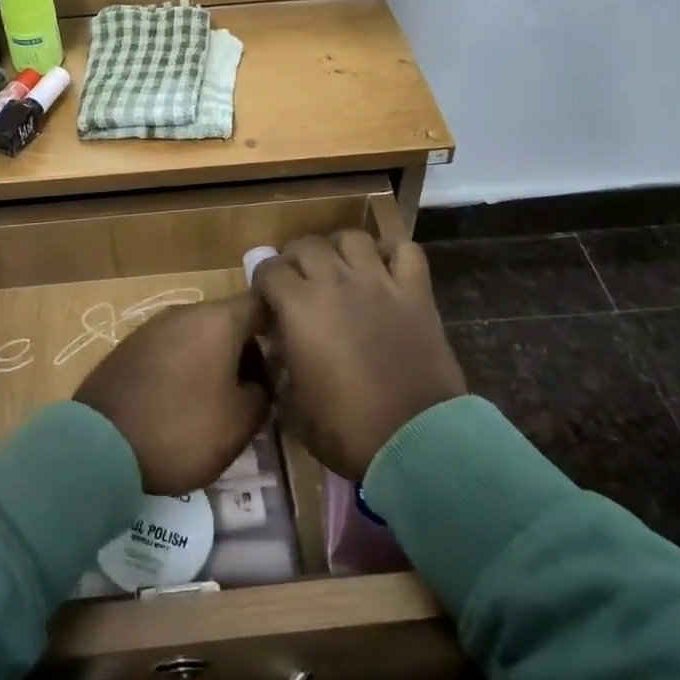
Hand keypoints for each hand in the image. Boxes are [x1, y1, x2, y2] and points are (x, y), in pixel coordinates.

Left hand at [74, 294, 270, 494]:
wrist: (100, 447)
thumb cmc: (182, 429)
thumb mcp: (240, 422)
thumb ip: (263, 392)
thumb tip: (262, 380)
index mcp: (218, 320)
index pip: (262, 303)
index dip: (282, 324)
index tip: (292, 353)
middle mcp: (186, 311)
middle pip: (230, 320)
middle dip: (248, 349)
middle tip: (258, 388)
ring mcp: (154, 326)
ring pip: (200, 334)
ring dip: (216, 359)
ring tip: (222, 399)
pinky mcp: (130, 346)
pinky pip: (172, 348)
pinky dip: (187, 366)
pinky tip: (184, 400)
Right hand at [254, 232, 465, 481]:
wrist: (416, 442)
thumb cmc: (347, 430)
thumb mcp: (293, 406)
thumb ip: (280, 367)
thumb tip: (279, 348)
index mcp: (299, 306)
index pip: (269, 269)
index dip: (263, 282)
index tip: (268, 300)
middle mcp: (335, 281)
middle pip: (307, 244)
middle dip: (296, 259)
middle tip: (299, 282)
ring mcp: (379, 281)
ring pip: (353, 238)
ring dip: (340, 248)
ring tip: (340, 268)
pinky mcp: (415, 291)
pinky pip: (405, 250)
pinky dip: (393, 252)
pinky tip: (385, 268)